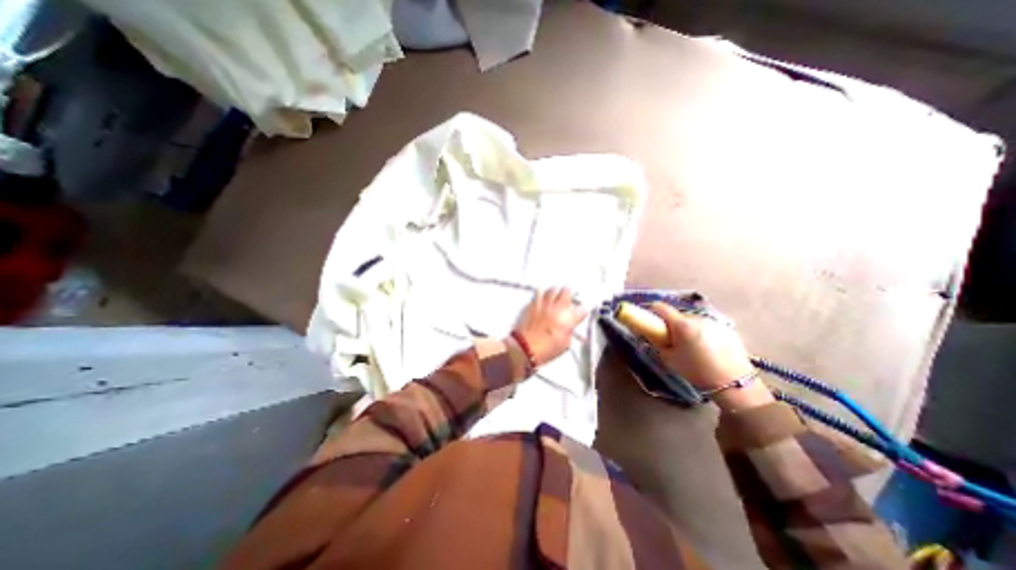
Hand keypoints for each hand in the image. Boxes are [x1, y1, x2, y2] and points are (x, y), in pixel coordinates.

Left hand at [517, 290, 588, 364]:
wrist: (525, 347)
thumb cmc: (545, 349)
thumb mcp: (565, 344)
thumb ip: (569, 332)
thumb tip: (568, 328)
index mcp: (568, 319)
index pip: (582, 309)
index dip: (582, 310)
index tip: (581, 312)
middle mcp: (557, 308)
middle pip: (567, 291)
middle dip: (569, 294)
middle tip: (568, 297)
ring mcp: (544, 304)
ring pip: (552, 289)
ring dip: (555, 291)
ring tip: (555, 295)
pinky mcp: (533, 305)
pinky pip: (538, 293)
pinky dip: (542, 294)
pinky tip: (542, 298)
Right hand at [650, 306, 770, 410]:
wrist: (734, 384)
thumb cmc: (697, 371)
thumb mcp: (669, 359)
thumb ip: (658, 343)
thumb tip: (654, 335)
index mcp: (682, 325)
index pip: (660, 307)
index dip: (653, 312)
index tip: (653, 323)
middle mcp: (697, 318)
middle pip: (678, 315)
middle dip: (673, 325)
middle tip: (674, 341)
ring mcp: (714, 321)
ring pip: (693, 321)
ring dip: (689, 329)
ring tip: (694, 347)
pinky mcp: (727, 328)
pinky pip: (707, 326)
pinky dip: (703, 333)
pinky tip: (709, 349)